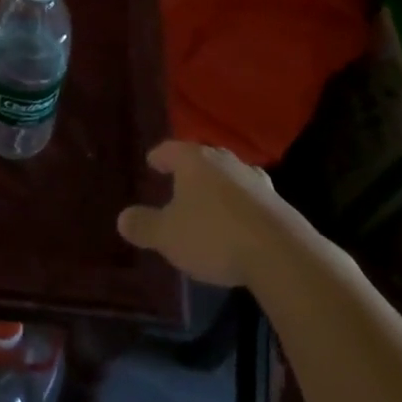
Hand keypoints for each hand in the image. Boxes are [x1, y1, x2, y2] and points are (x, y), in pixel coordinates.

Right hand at [116, 141, 282, 286]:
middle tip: (180, 180)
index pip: (171, 149)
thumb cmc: (213, 235)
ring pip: (230, 175)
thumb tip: (122, 218)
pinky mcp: (277, 202)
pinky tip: (239, 220)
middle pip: (203, 158)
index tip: (152, 161)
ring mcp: (254, 180)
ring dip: (219, 185)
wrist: (279, 252)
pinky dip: (241, 204)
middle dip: (191, 169)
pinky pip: (250, 197)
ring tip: (211, 199)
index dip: (159, 156)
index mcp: (194, 161)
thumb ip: (144, 226)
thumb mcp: (168, 236)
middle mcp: (224, 161)